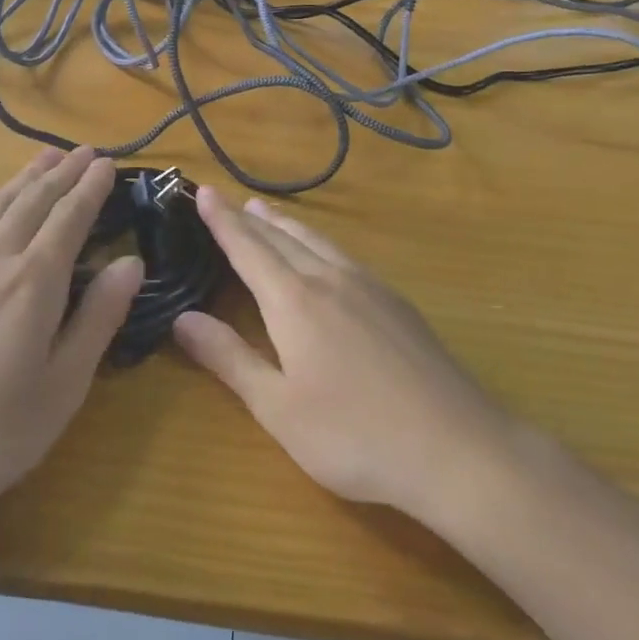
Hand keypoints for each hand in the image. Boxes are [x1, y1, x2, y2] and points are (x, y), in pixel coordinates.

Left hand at [0, 147, 142, 538]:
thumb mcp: (63, 386)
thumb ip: (98, 318)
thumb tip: (131, 262)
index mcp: (34, 283)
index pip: (69, 219)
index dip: (90, 188)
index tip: (106, 163)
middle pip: (32, 203)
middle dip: (61, 174)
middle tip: (82, 151)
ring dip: (22, 179)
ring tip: (43, 157)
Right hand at [174, 187, 515, 526]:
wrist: (456, 447)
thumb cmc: (354, 435)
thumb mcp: (278, 408)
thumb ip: (230, 358)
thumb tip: (182, 319)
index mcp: (294, 300)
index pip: (248, 249)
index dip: (223, 221)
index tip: (203, 192)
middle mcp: (330, 279)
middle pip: (282, 238)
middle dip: (251, 219)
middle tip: (229, 199)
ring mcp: (370, 287)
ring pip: (319, 242)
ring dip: (287, 226)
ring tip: (268, 212)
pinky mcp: (398, 303)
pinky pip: (345, 256)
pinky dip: (320, 243)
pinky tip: (326, 256)